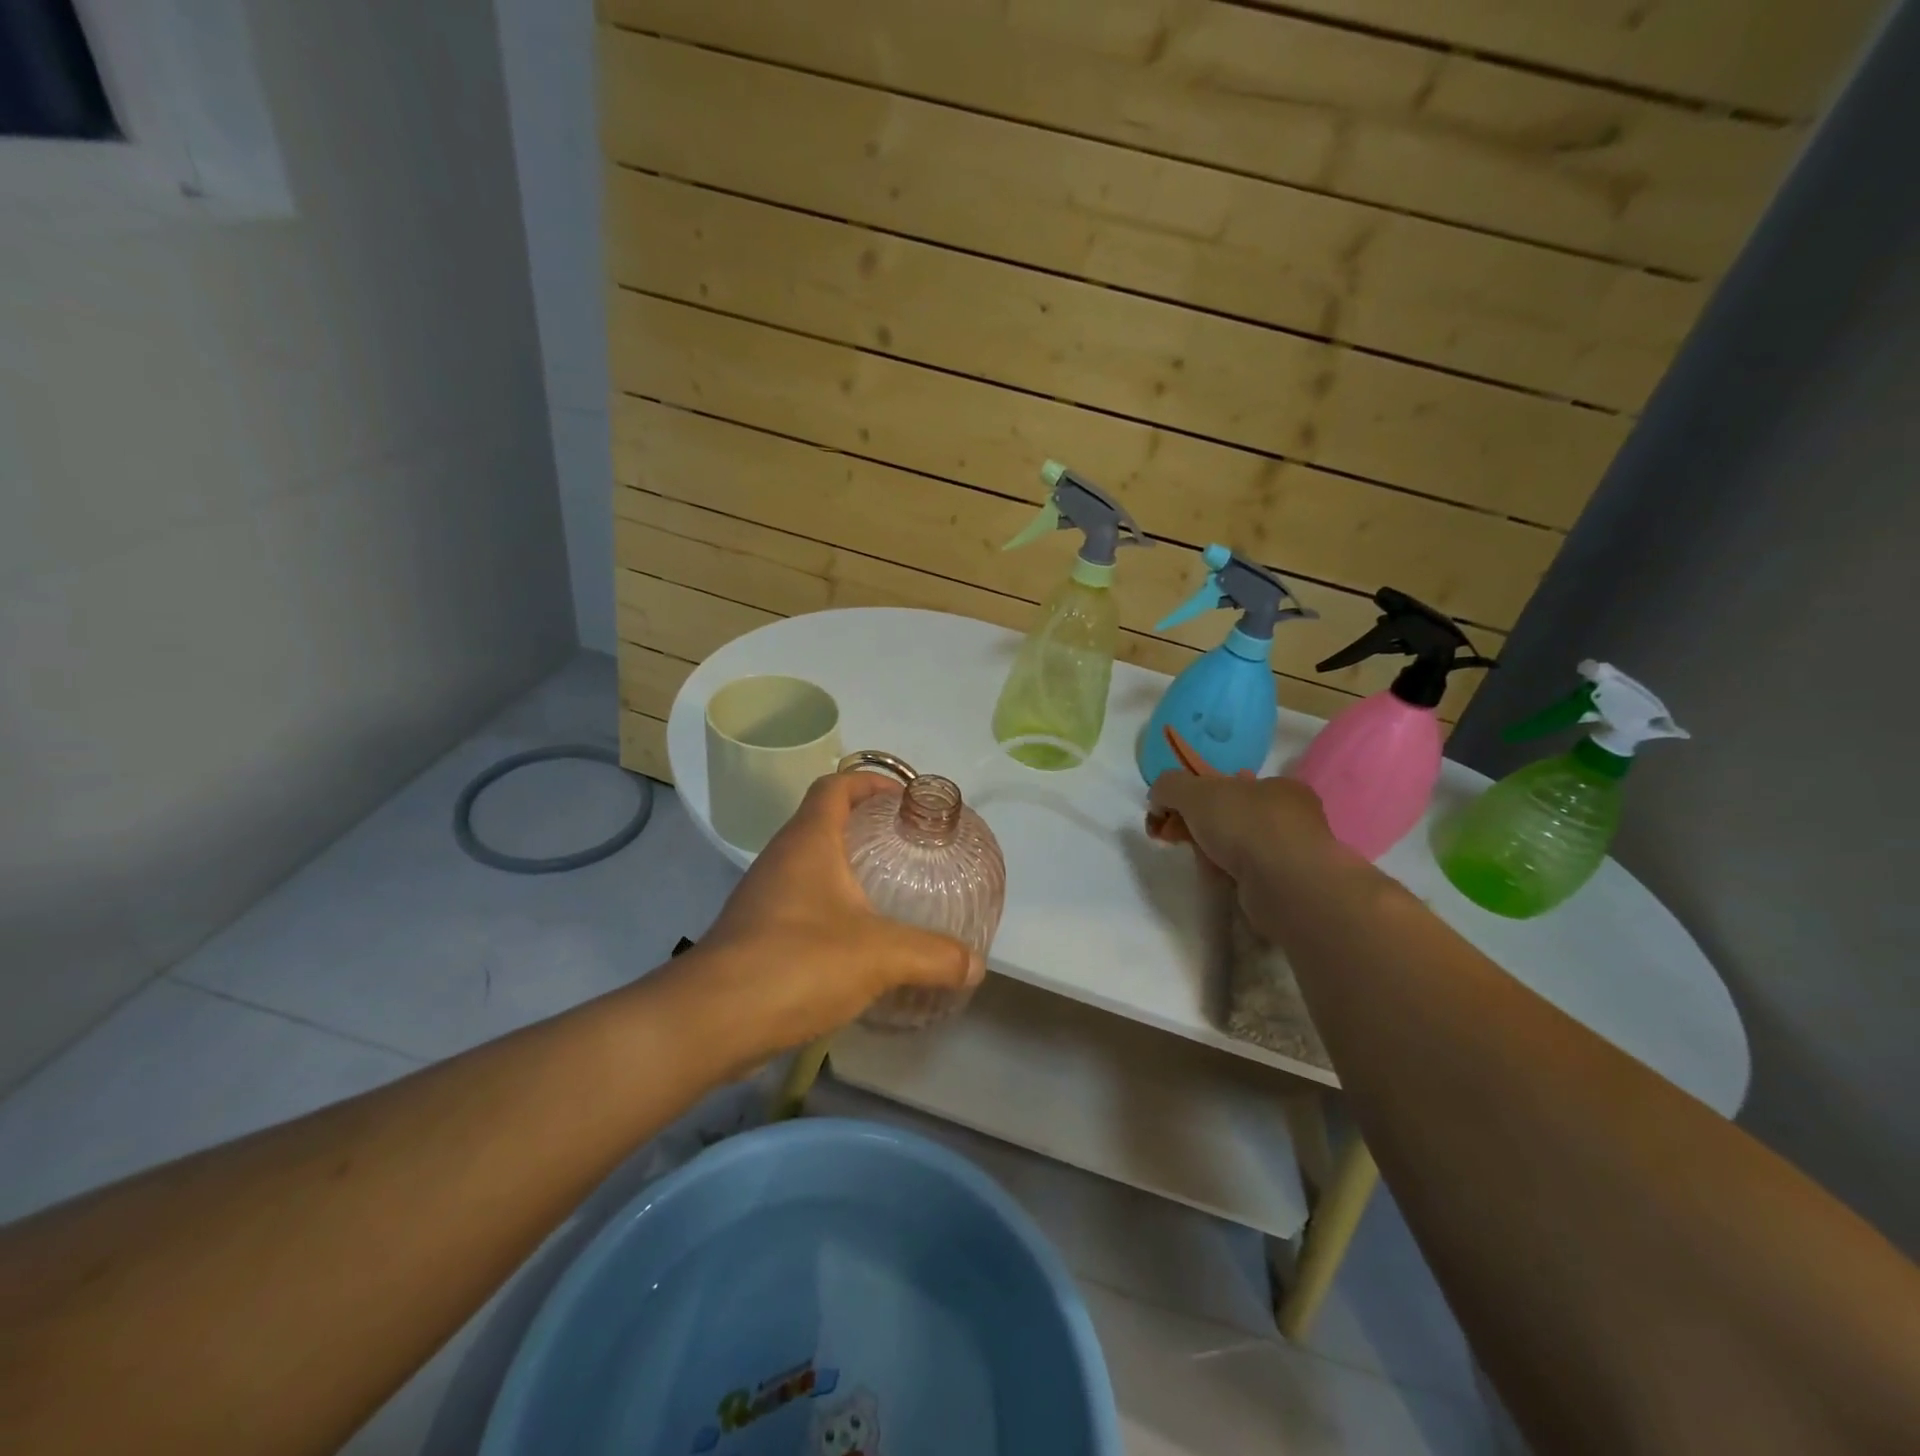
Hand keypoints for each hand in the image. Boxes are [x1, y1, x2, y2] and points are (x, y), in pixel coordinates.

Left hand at [670, 772, 982, 1060]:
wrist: (711, 1020)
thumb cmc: (797, 962)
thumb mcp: (880, 955)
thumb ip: (933, 956)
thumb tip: (976, 965)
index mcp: (808, 842)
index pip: (836, 786)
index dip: (871, 782)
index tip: (905, 799)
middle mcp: (781, 859)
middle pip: (823, 822)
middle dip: (866, 828)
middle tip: (908, 849)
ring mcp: (763, 897)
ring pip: (810, 867)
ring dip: (847, 872)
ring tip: (889, 894)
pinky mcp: (755, 934)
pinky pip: (800, 905)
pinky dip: (830, 910)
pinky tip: (856, 945)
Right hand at [1147, 772, 1353, 937]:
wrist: (1284, 885)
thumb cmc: (1245, 825)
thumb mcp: (1194, 791)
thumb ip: (1170, 786)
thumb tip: (1158, 800)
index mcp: (1279, 787)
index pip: (1231, 785)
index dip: (1196, 796)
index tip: (1174, 813)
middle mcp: (1293, 817)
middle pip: (1232, 817)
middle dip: (1200, 827)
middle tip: (1176, 839)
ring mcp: (1295, 855)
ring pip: (1239, 849)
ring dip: (1213, 856)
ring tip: (1200, 865)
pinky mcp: (1290, 888)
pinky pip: (1249, 877)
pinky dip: (1230, 879)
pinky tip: (1221, 883)